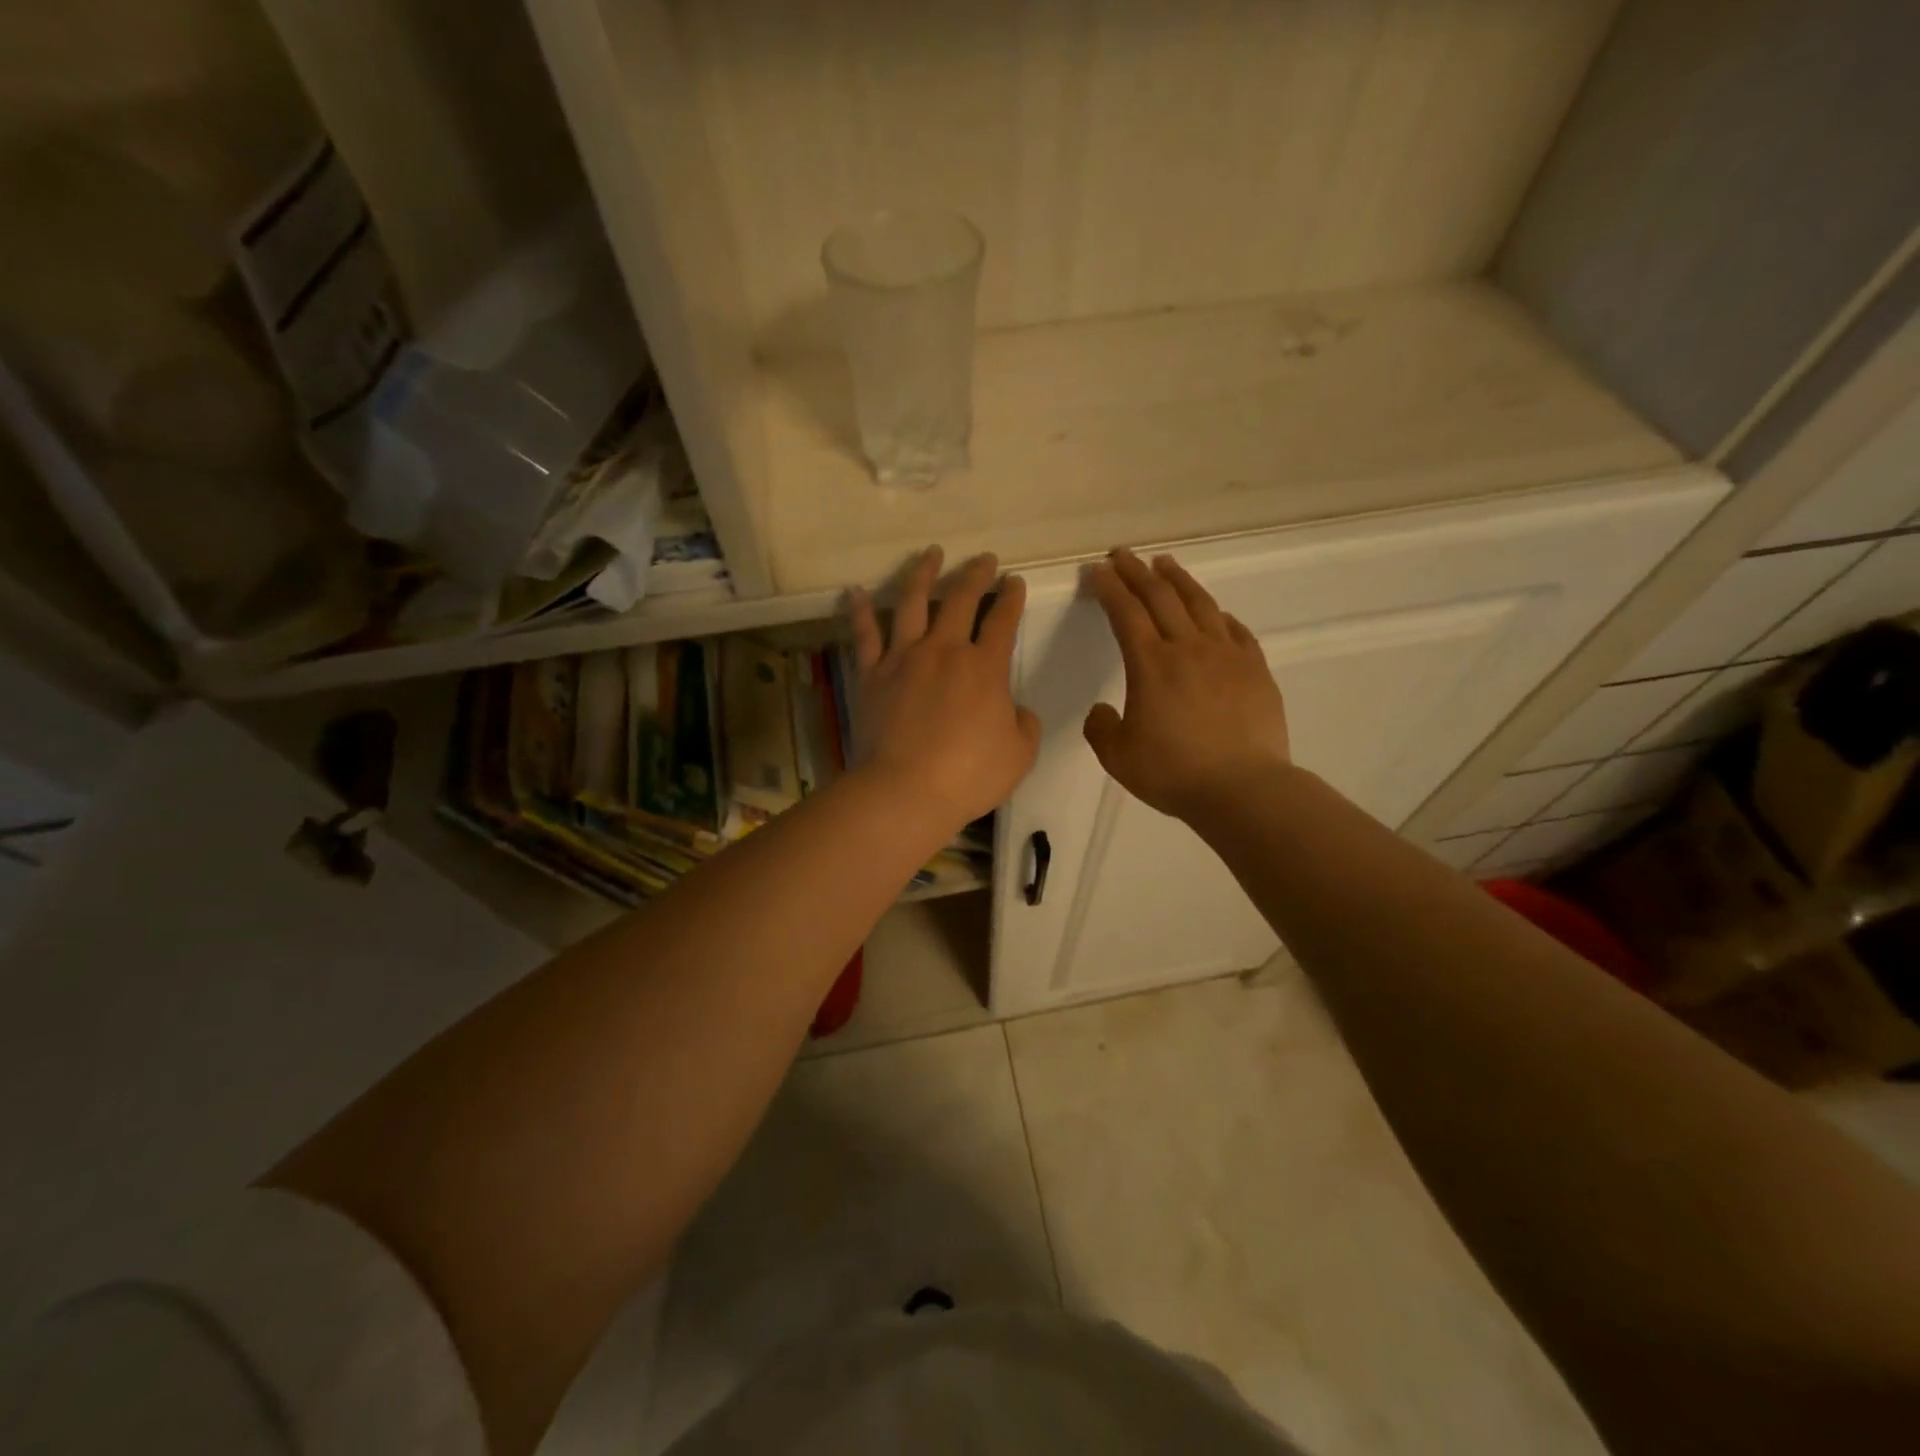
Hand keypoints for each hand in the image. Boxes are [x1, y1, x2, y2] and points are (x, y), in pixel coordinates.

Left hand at [847, 547, 1040, 829]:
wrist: (905, 791)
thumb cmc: (968, 776)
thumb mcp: (1020, 754)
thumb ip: (1024, 724)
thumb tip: (1015, 709)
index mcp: (985, 667)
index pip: (1002, 621)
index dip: (1011, 599)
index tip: (1014, 582)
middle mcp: (944, 651)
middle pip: (961, 600)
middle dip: (975, 574)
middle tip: (984, 559)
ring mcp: (903, 659)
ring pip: (912, 603)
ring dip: (923, 574)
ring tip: (931, 554)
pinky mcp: (871, 675)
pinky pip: (865, 635)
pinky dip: (860, 611)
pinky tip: (856, 590)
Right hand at [1084, 547, 1291, 820]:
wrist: (1242, 789)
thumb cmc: (1174, 773)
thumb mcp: (1118, 757)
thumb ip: (1101, 728)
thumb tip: (1102, 710)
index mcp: (1150, 664)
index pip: (1125, 612)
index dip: (1109, 587)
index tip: (1097, 570)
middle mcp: (1188, 648)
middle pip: (1160, 597)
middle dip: (1137, 572)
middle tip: (1122, 555)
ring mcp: (1226, 655)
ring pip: (1200, 604)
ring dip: (1178, 580)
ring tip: (1164, 564)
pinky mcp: (1255, 669)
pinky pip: (1235, 630)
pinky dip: (1218, 615)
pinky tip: (1214, 613)